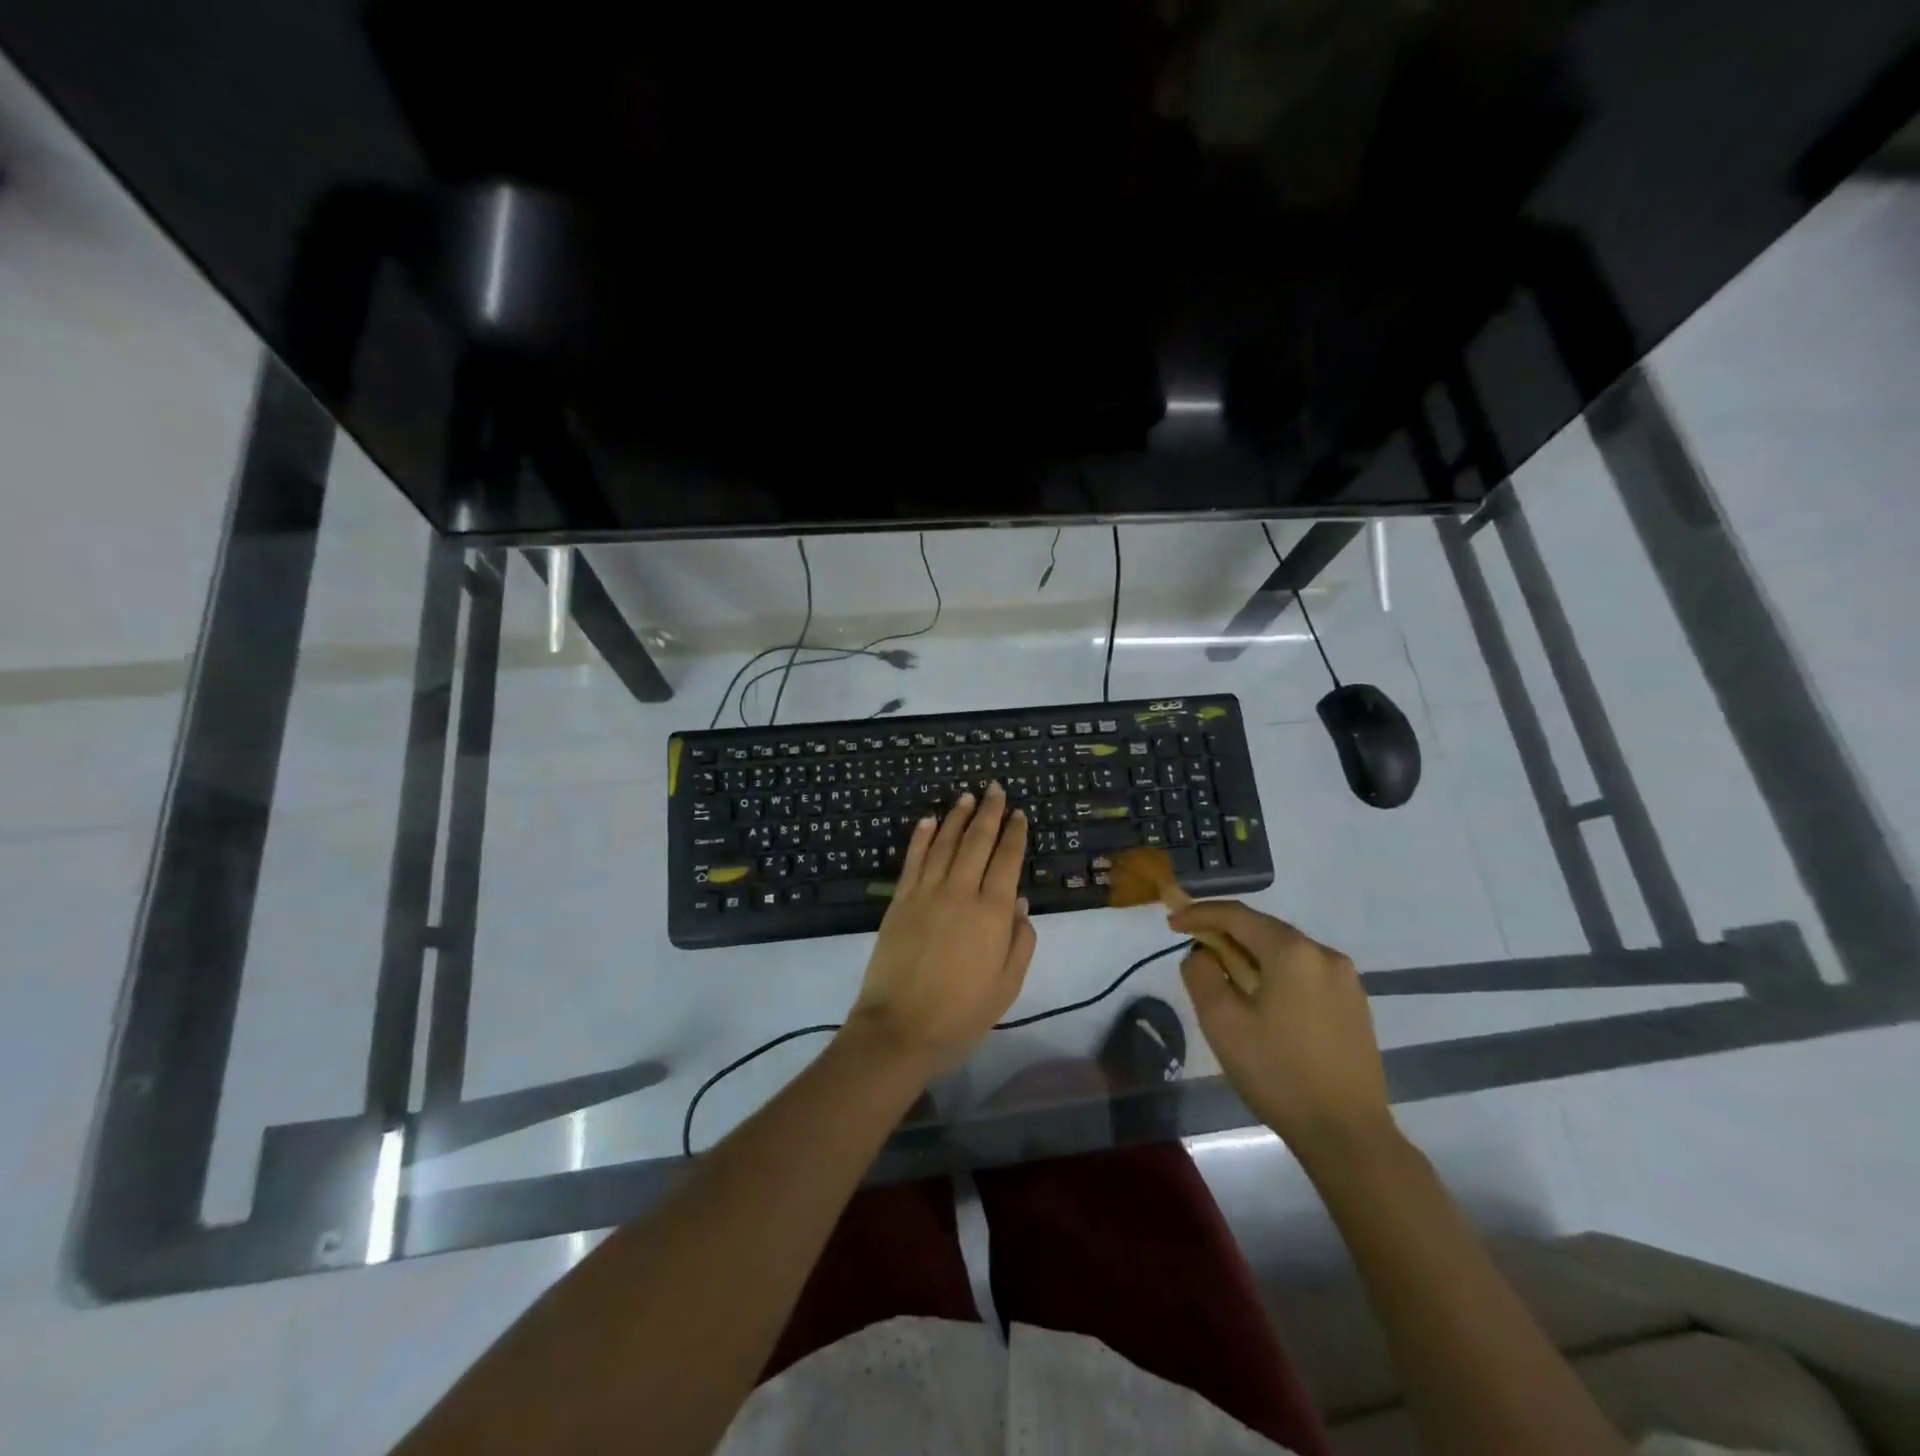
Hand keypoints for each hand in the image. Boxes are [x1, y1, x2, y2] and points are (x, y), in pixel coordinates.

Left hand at [847, 784, 1036, 1074]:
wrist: (900, 1029)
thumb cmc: (962, 1013)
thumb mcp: (1007, 985)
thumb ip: (1020, 940)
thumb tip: (1018, 899)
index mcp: (992, 913)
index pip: (1007, 861)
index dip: (1015, 834)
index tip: (1019, 813)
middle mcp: (961, 893)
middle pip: (977, 842)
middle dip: (989, 813)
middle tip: (995, 788)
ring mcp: (926, 893)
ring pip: (945, 844)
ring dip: (957, 817)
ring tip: (966, 797)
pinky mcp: (900, 901)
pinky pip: (913, 860)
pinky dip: (922, 837)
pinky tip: (929, 820)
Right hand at [1172, 900, 1393, 1162]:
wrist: (1348, 1136)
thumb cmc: (1277, 1074)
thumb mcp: (1221, 1022)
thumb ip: (1201, 974)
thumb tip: (1203, 953)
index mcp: (1292, 952)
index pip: (1237, 915)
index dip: (1199, 913)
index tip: (1172, 922)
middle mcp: (1324, 954)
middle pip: (1263, 929)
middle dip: (1225, 934)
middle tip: (1193, 948)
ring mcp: (1346, 980)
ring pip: (1285, 952)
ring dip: (1250, 956)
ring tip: (1225, 978)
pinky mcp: (1354, 1004)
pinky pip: (1305, 973)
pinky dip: (1276, 974)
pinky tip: (1262, 1001)